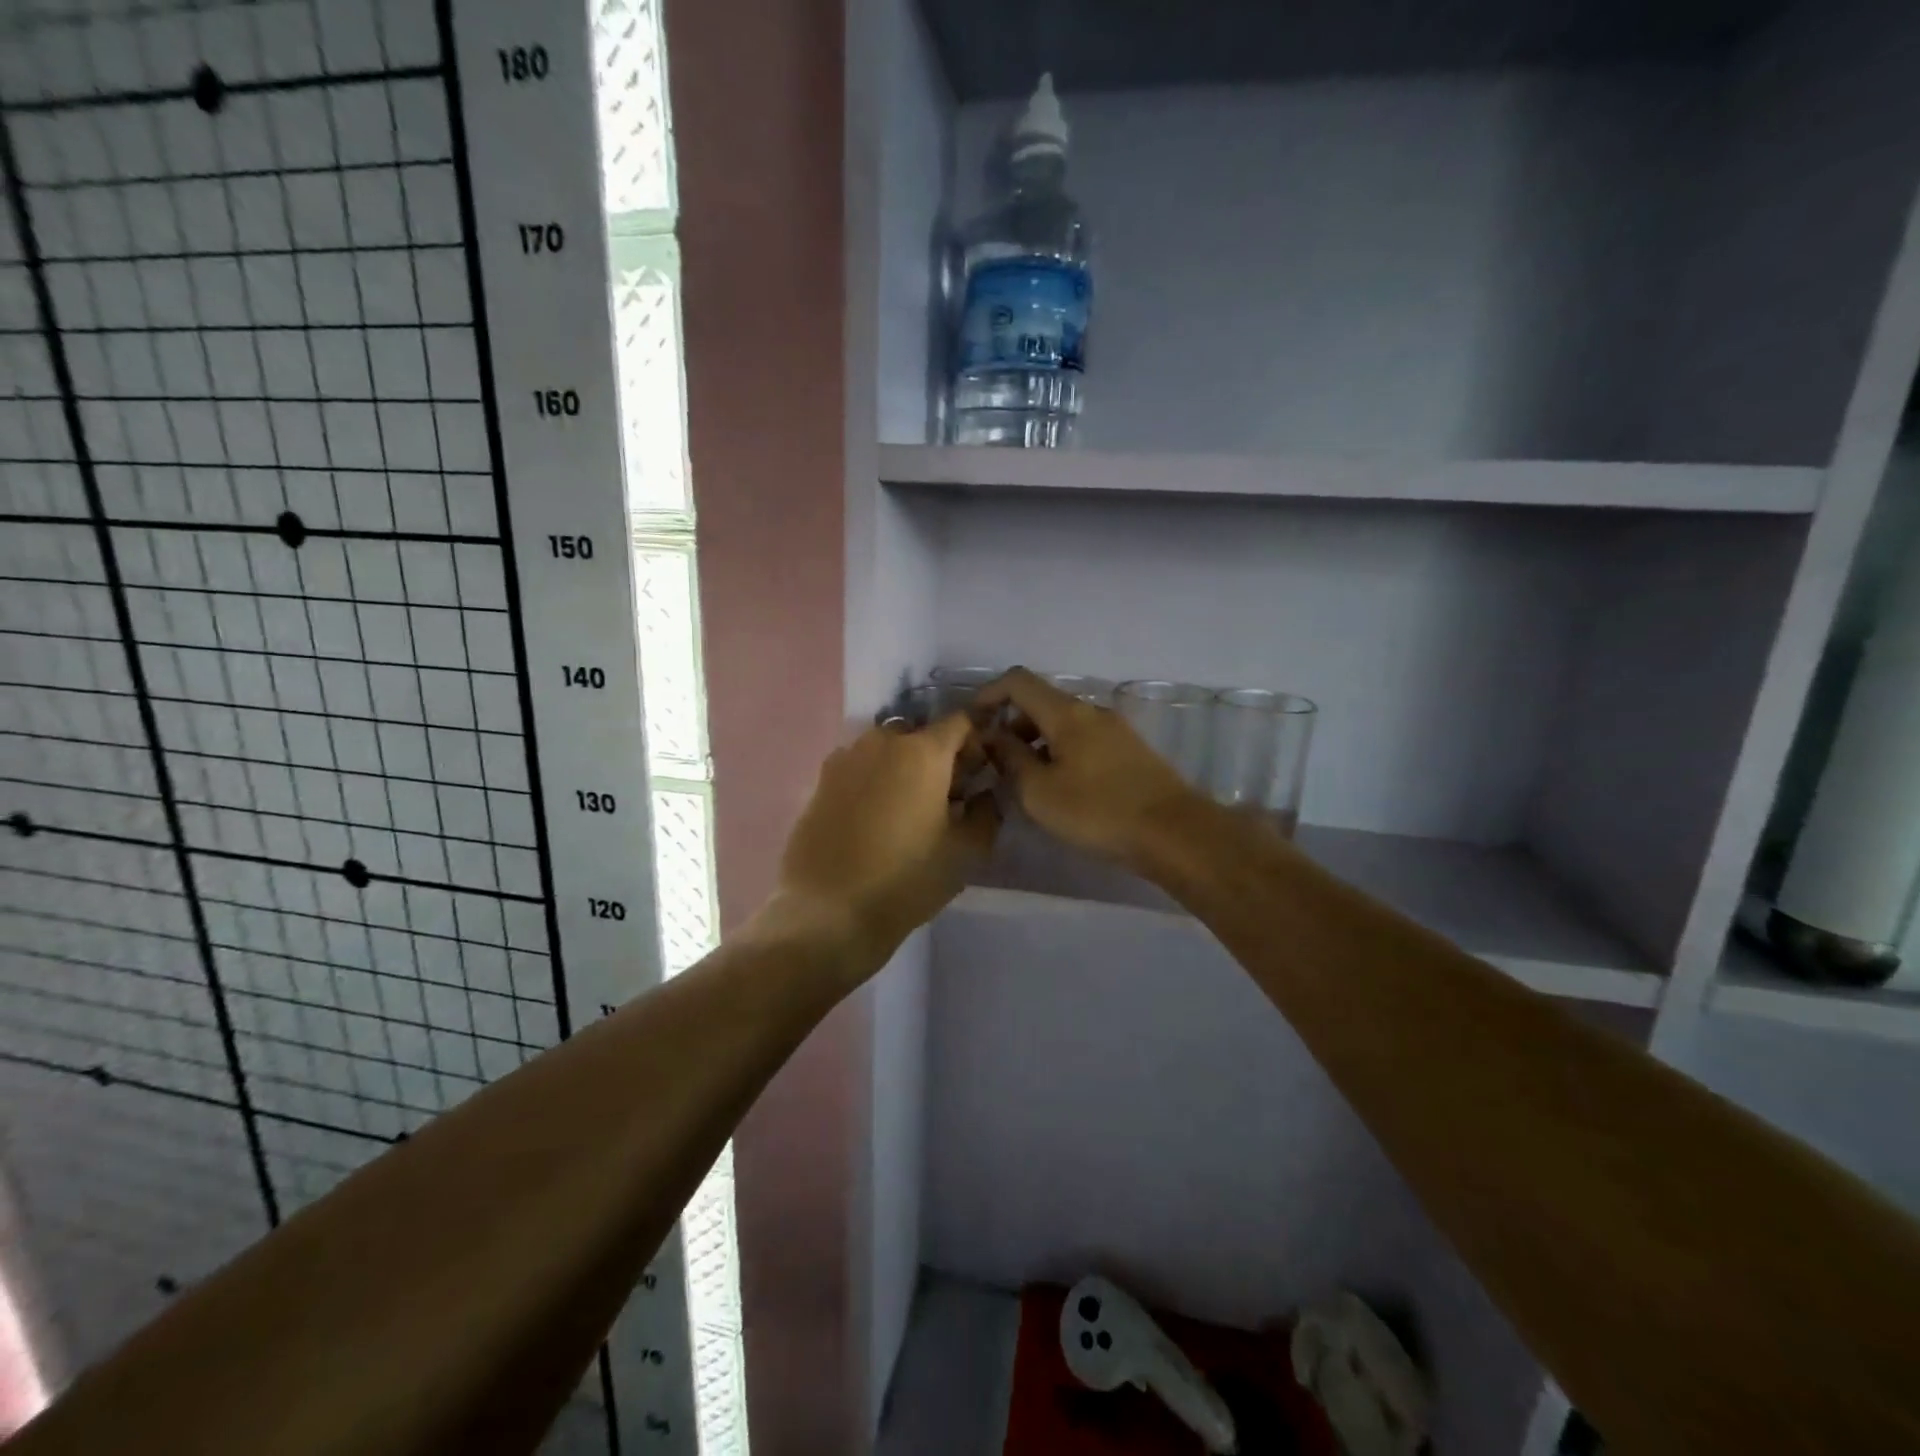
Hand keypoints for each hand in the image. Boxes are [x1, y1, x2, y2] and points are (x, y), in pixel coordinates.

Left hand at [774, 715, 999, 966]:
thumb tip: (985, 793)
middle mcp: (881, 742)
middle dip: (937, 757)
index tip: (978, 775)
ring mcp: (845, 759)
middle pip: (920, 735)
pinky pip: (858, 769)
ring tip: (906, 811)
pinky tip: (873, 821)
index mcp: (922, 751)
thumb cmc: (907, 879)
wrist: (828, 911)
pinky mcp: (819, 782)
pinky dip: (873, 782)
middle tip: (944, 798)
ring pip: (886, 751)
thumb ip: (987, 812)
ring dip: (903, 768)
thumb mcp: (966, 851)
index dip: (976, 743)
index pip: (961, 722)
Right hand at [977, 668, 1205, 870]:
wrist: (1174, 833)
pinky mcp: (1129, 751)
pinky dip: (1059, 752)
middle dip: (1011, 724)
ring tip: (1023, 780)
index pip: (1018, 681)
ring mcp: (1114, 729)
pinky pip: (1082, 740)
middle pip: (1041, 702)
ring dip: (1035, 742)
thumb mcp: (1039, 791)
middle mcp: (1090, 711)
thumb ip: (1010, 759)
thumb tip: (993, 737)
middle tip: (994, 760)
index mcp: (1066, 712)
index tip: (972, 722)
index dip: (989, 694)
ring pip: (1063, 723)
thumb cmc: (1097, 811)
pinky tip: (1058, 787)